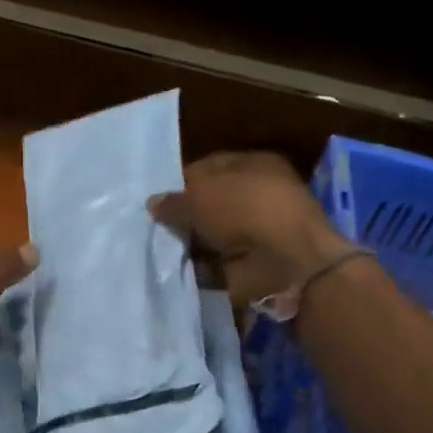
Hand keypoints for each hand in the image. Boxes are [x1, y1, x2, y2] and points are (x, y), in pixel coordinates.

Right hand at [149, 151, 349, 306]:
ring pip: (206, 234)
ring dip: (185, 242)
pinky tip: (170, 267)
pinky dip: (194, 267)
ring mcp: (251, 232)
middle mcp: (253, 196)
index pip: (207, 167)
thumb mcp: (201, 195)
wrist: (285, 261)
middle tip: (147, 225)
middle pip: (206, 203)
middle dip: (180, 215)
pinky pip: (211, 262)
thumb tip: (153, 203)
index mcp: (251, 165)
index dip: (180, 181)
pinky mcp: (246, 263)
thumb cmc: (245, 210)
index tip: (155, 198)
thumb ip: (174, 200)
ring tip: (153, 247)